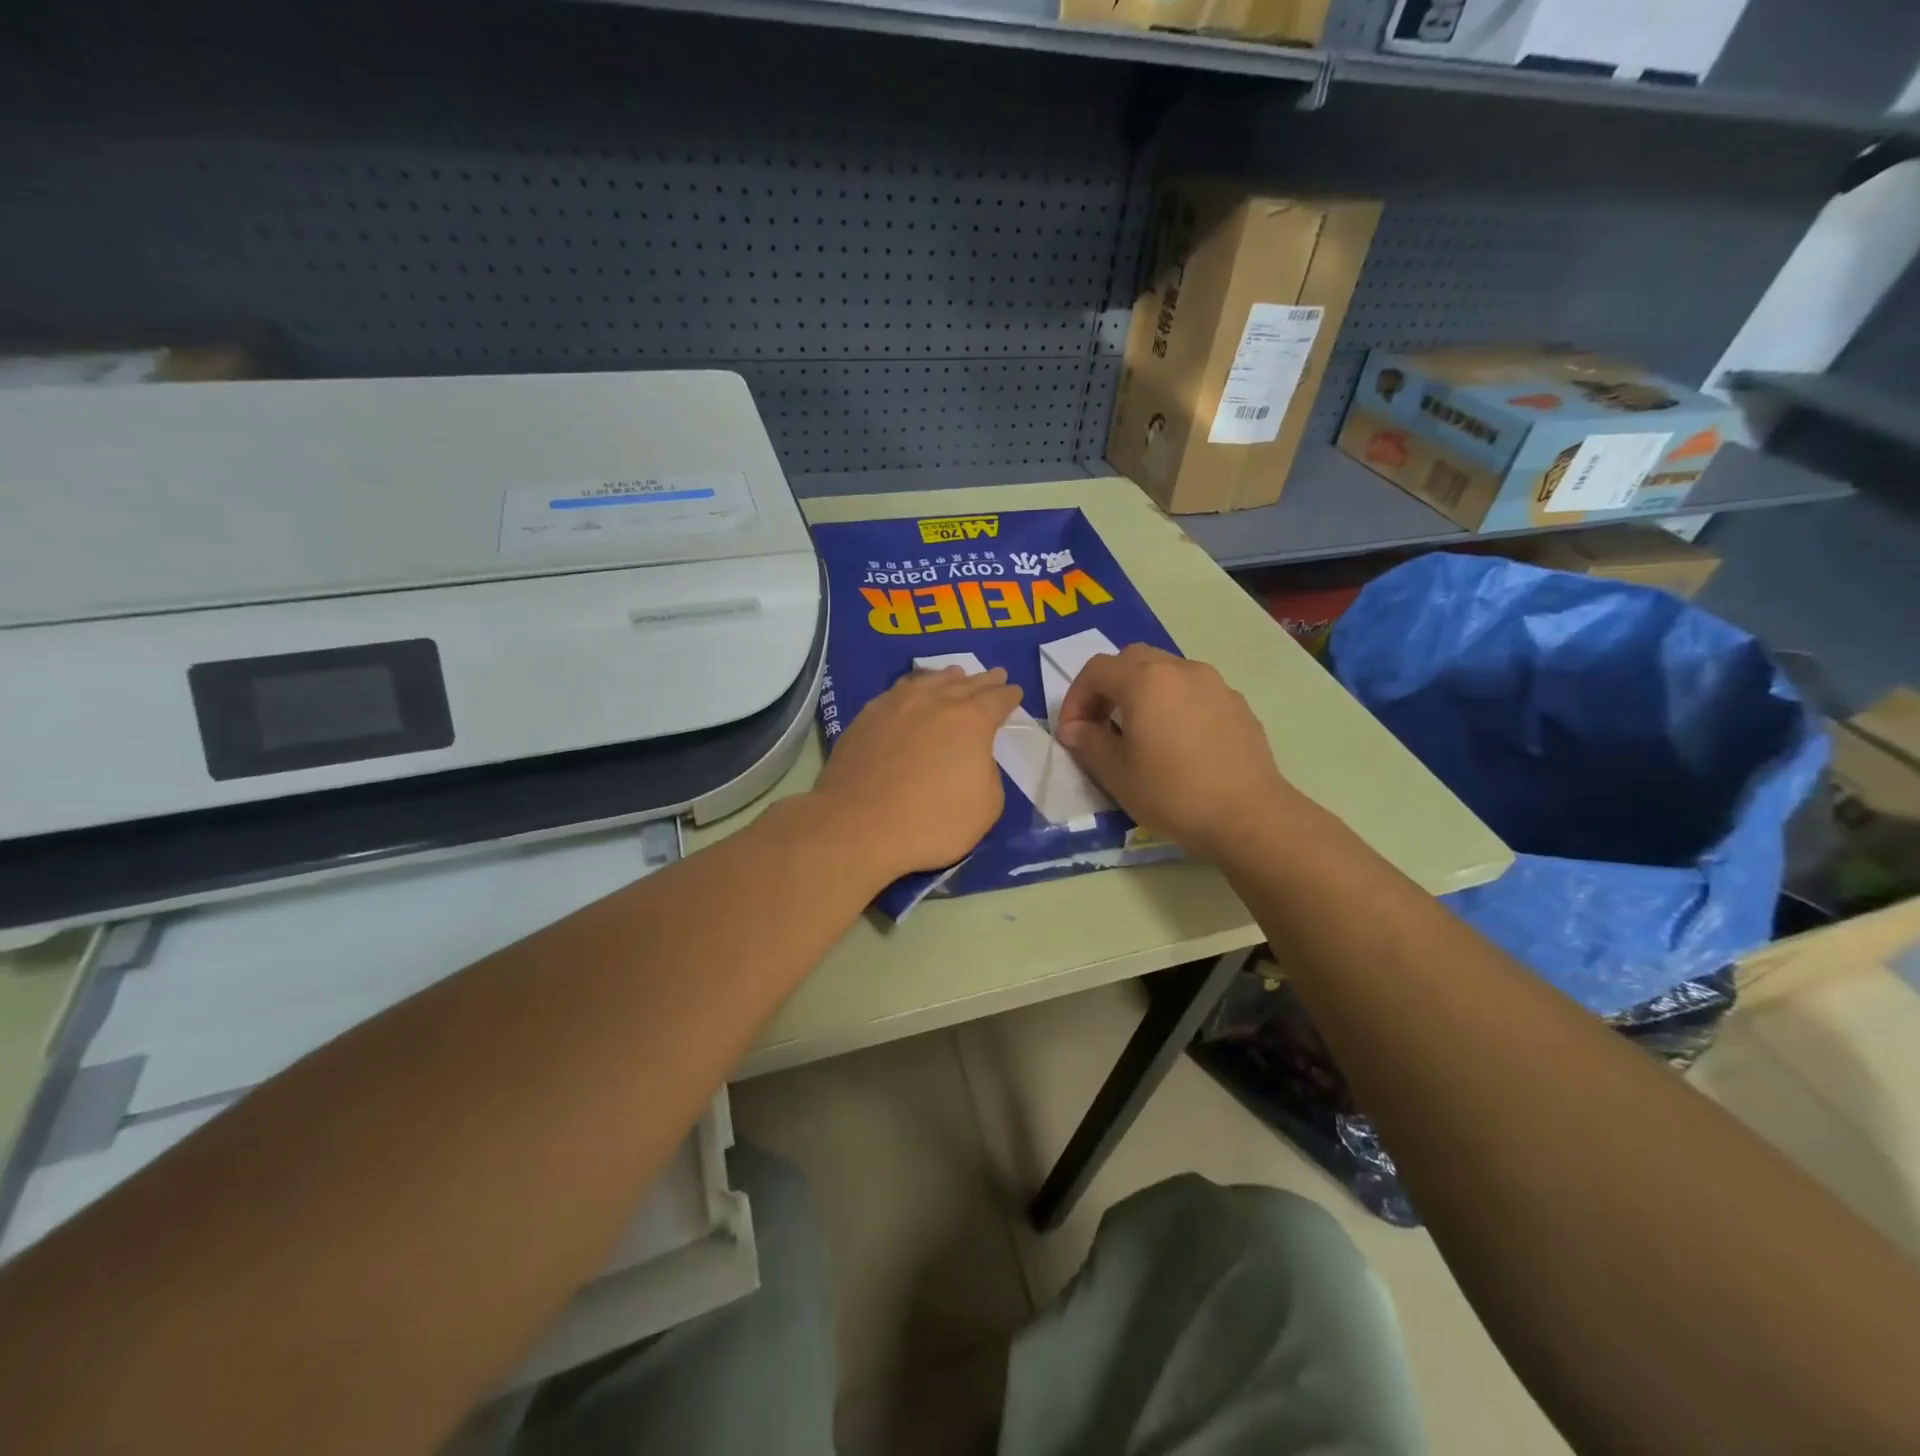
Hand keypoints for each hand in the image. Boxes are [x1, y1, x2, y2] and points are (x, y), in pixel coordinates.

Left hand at [812, 666, 1023, 882]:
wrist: (858, 826)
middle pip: (966, 684)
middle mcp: (934, 702)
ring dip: (948, 677)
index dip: (1009, 696)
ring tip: (956, 674)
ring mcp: (896, 705)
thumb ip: (988, 773)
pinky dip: (914, 686)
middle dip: (984, 680)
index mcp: (970, 721)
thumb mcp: (985, 806)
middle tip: (996, 675)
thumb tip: (974, 758)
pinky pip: (898, 691)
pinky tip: (912, 691)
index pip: (997, 700)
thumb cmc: (931, 823)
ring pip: (929, 681)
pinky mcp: (866, 717)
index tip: (1015, 691)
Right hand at [1056, 644, 1296, 861]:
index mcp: (1145, 680)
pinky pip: (1194, 692)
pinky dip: (1174, 704)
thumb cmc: (1172, 793)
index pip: (1096, 670)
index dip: (1075, 698)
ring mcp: (1214, 684)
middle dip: (1108, 687)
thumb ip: (1088, 742)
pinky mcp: (1237, 705)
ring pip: (1166, 672)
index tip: (1071, 733)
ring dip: (1143, 692)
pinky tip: (1177, 743)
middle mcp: (1181, 669)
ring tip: (1139, 732)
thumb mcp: (1116, 773)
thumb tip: (1075, 729)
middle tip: (1101, 724)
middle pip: (1132, 660)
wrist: (1248, 816)